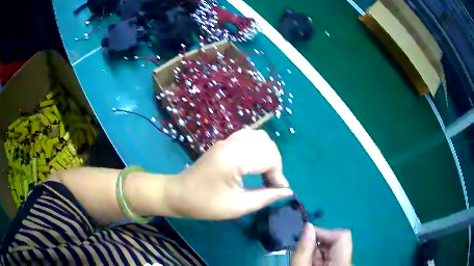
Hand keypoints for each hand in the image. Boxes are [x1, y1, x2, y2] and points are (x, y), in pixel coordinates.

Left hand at [164, 129, 293, 219]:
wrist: (179, 194)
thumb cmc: (205, 204)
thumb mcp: (238, 206)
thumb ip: (265, 197)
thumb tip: (287, 192)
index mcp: (233, 158)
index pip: (269, 157)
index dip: (278, 175)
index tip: (279, 191)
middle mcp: (231, 143)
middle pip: (267, 144)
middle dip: (275, 164)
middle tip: (272, 184)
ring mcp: (226, 140)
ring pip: (259, 137)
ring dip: (268, 154)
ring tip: (266, 173)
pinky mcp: (224, 142)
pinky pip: (249, 136)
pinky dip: (259, 148)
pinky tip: (256, 163)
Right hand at [292, 224, 351, 265]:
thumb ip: (304, 249)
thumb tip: (308, 225)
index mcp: (342, 261)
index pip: (342, 235)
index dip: (324, 232)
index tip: (306, 236)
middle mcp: (346, 260)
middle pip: (335, 242)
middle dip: (317, 243)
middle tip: (302, 252)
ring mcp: (342, 264)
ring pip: (331, 250)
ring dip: (315, 252)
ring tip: (303, 261)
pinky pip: (329, 257)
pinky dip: (317, 258)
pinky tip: (308, 264)